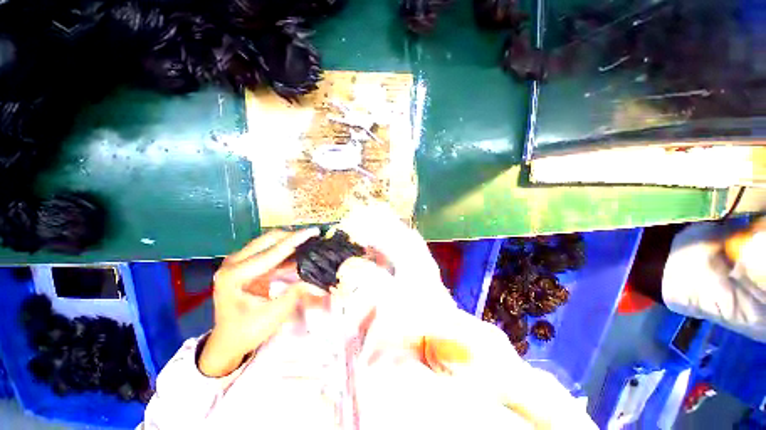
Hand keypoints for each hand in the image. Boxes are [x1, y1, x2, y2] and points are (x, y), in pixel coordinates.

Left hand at [198, 228, 322, 376]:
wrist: (228, 342)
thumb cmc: (247, 331)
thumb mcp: (274, 314)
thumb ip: (296, 292)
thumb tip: (317, 278)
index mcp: (235, 275)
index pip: (272, 252)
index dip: (296, 240)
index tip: (314, 231)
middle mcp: (233, 262)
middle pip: (268, 240)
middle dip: (293, 236)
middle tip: (314, 237)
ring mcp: (238, 262)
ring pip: (269, 242)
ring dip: (290, 241)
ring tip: (310, 241)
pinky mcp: (246, 264)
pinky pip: (269, 251)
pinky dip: (285, 250)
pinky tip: (300, 252)